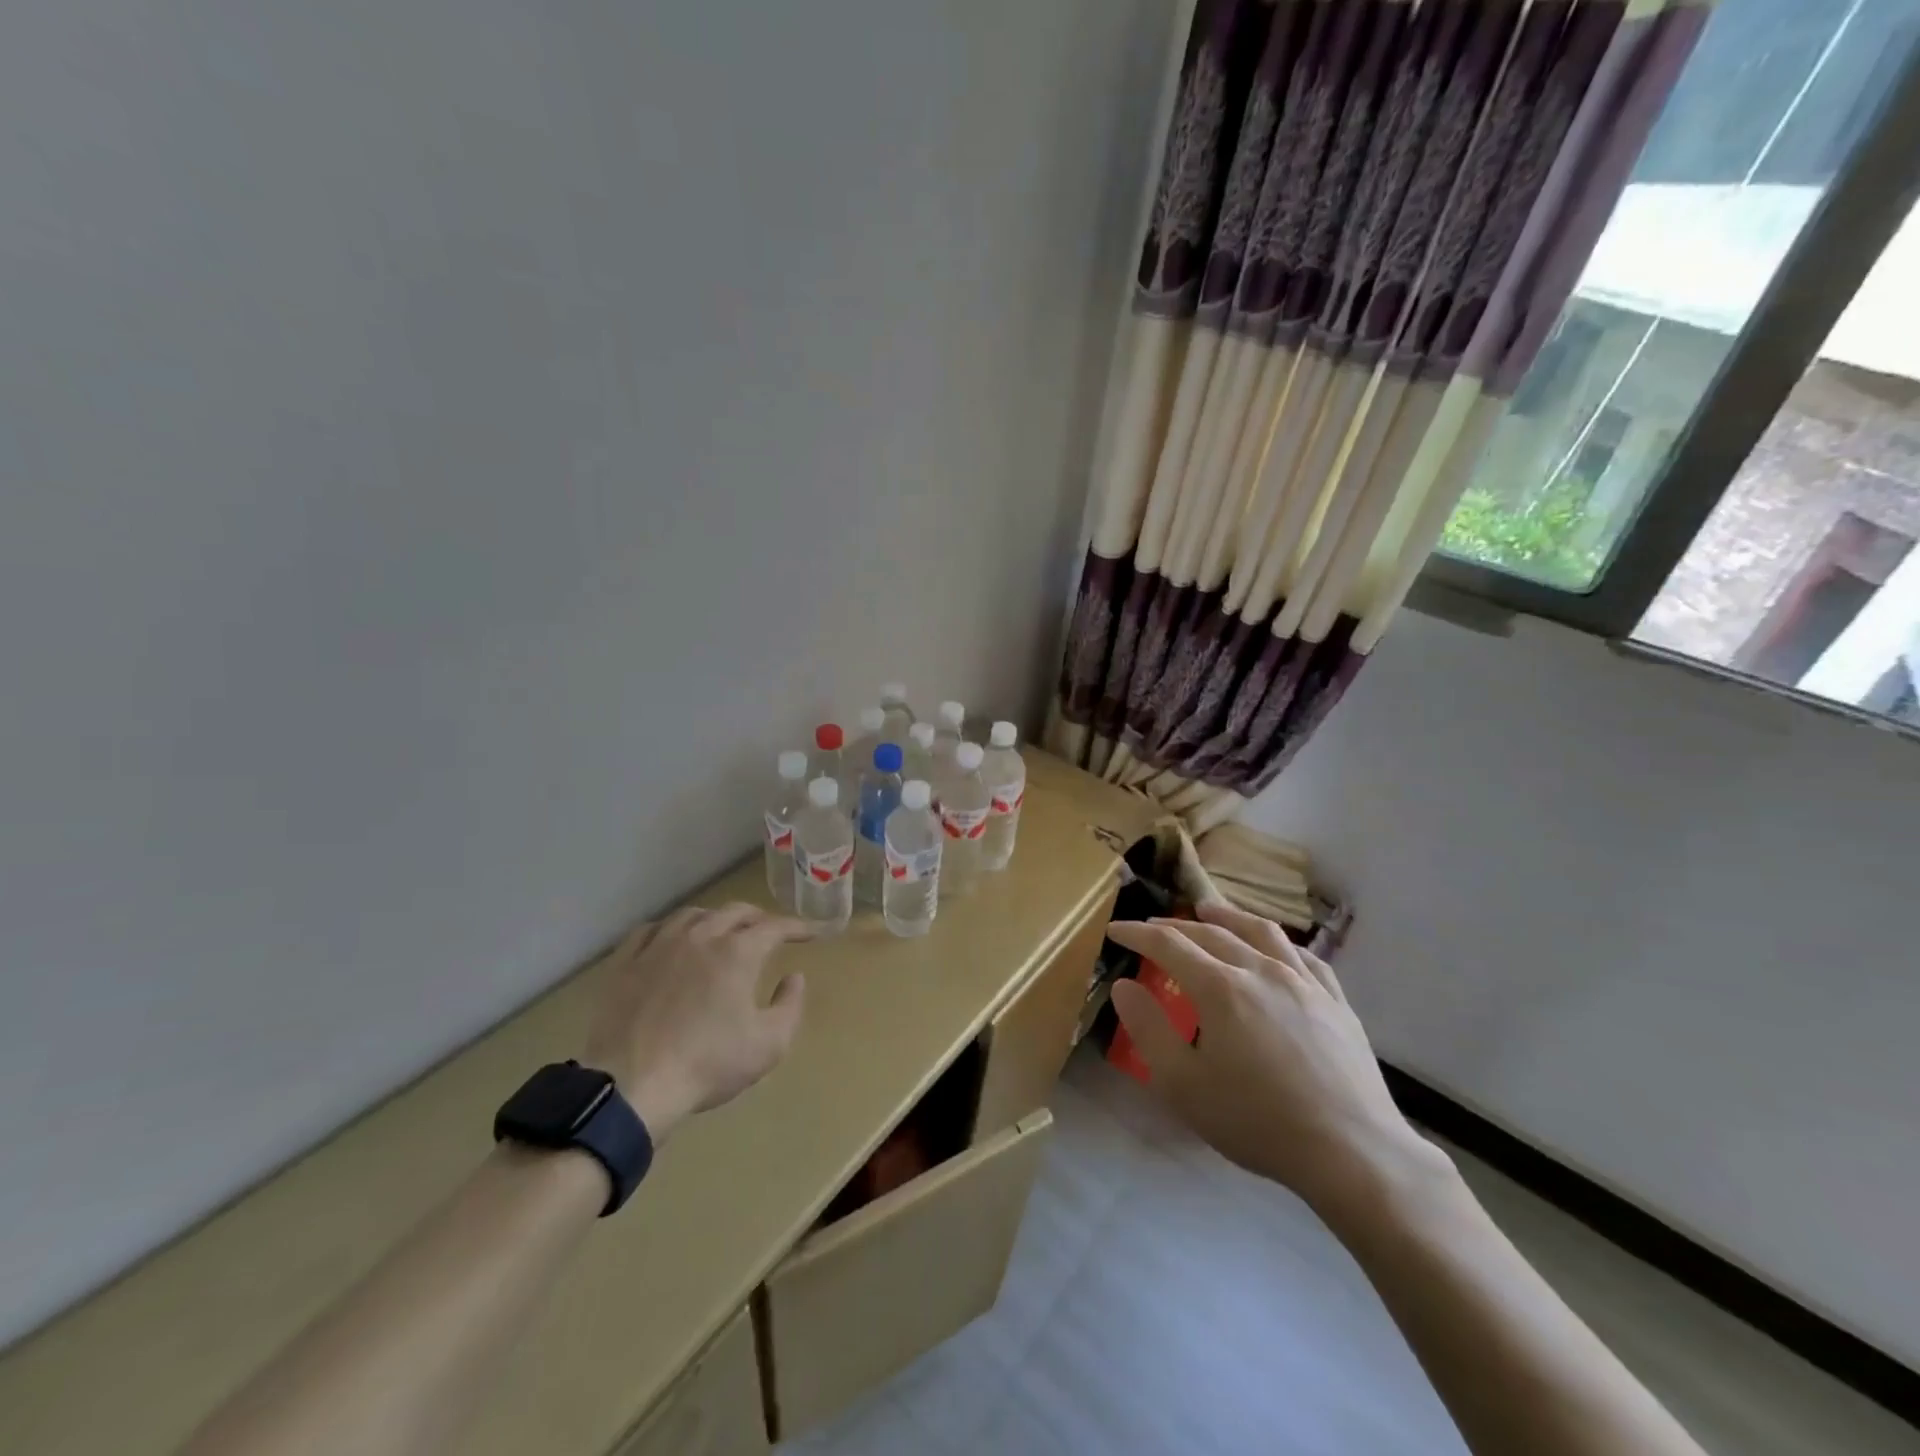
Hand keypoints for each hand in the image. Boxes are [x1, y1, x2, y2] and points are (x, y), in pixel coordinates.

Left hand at [582, 903, 809, 1143]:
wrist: (631, 1085)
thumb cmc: (707, 1064)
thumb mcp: (768, 1045)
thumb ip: (790, 1006)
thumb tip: (794, 977)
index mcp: (737, 952)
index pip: (776, 926)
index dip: (798, 927)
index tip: (812, 932)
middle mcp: (700, 936)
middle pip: (735, 911)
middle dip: (758, 917)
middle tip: (769, 931)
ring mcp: (659, 945)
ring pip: (693, 914)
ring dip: (716, 918)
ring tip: (722, 931)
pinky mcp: (625, 962)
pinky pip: (651, 929)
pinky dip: (670, 928)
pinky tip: (671, 939)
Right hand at [1106, 901, 1444, 1217]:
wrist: (1352, 1152)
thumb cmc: (1257, 1121)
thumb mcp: (1183, 1084)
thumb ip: (1148, 1029)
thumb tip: (1124, 986)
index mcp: (1220, 988)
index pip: (1168, 944)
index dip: (1137, 933)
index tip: (1115, 930)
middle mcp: (1260, 970)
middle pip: (1211, 933)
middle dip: (1175, 926)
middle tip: (1152, 926)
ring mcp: (1303, 982)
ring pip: (1260, 932)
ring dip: (1227, 917)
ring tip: (1209, 912)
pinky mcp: (1336, 1001)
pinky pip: (1304, 956)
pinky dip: (1278, 943)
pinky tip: (1274, 948)